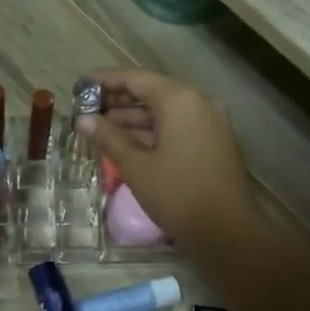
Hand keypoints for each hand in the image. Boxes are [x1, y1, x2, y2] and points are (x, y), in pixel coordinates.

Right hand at [76, 69, 262, 254]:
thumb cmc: (177, 194)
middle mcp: (199, 102)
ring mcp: (211, 122)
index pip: (136, 78)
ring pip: (166, 111)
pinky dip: (153, 131)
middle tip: (87, 109)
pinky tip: (128, 143)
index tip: (81, 84)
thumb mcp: (136, 167)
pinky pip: (178, 126)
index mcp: (180, 100)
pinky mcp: (215, 142)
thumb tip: (83, 119)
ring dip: (134, 118)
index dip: (106, 80)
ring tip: (101, 128)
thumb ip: (108, 138)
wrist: (228, 232)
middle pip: (153, 92)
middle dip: (119, 100)